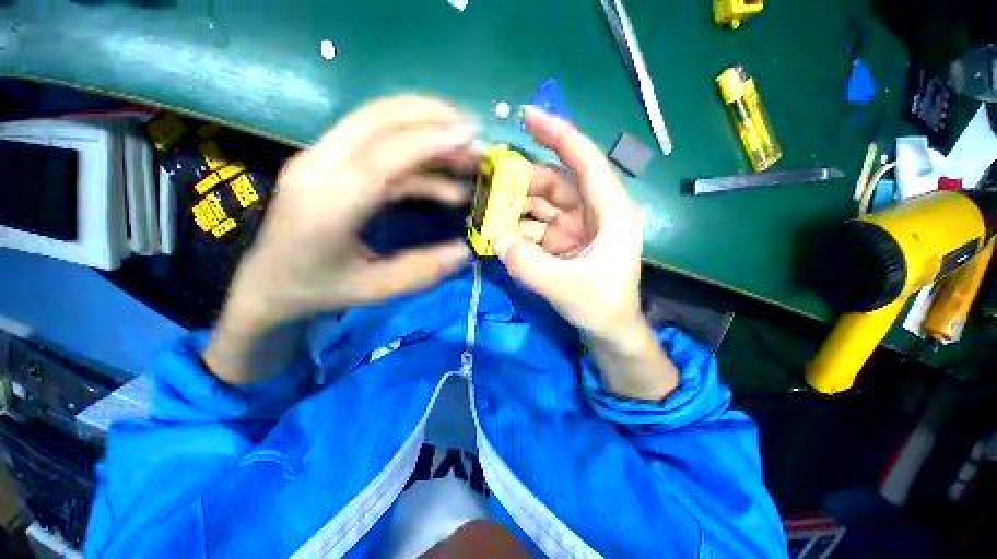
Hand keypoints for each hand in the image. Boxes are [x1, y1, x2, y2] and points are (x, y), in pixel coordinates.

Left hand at [205, 96, 475, 383]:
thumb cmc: (318, 290)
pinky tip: (445, 182)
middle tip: (472, 130)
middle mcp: (318, 169)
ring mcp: (320, 160)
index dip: (427, 142)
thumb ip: (420, 270)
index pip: (380, 159)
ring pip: (376, 123)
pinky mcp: (330, 162)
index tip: (469, 136)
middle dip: (429, 116)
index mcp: (326, 206)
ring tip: (465, 153)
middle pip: (374, 119)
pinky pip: (378, 147)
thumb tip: (464, 251)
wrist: (268, 282)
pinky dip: (416, 156)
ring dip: (424, 129)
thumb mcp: (374, 290)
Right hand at [496, 107, 677, 400]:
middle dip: (521, 182)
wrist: (609, 330)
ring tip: (486, 211)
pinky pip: (534, 226)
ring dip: (514, 207)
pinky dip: (516, 228)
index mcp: (611, 213)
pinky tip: (498, 233)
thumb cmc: (602, 307)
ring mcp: (575, 227)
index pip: (586, 162)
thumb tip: (496, 237)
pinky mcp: (561, 241)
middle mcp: (593, 212)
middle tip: (487, 185)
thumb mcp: (567, 288)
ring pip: (540, 204)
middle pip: (554, 183)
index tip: (528, 116)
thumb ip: (529, 265)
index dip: (559, 136)